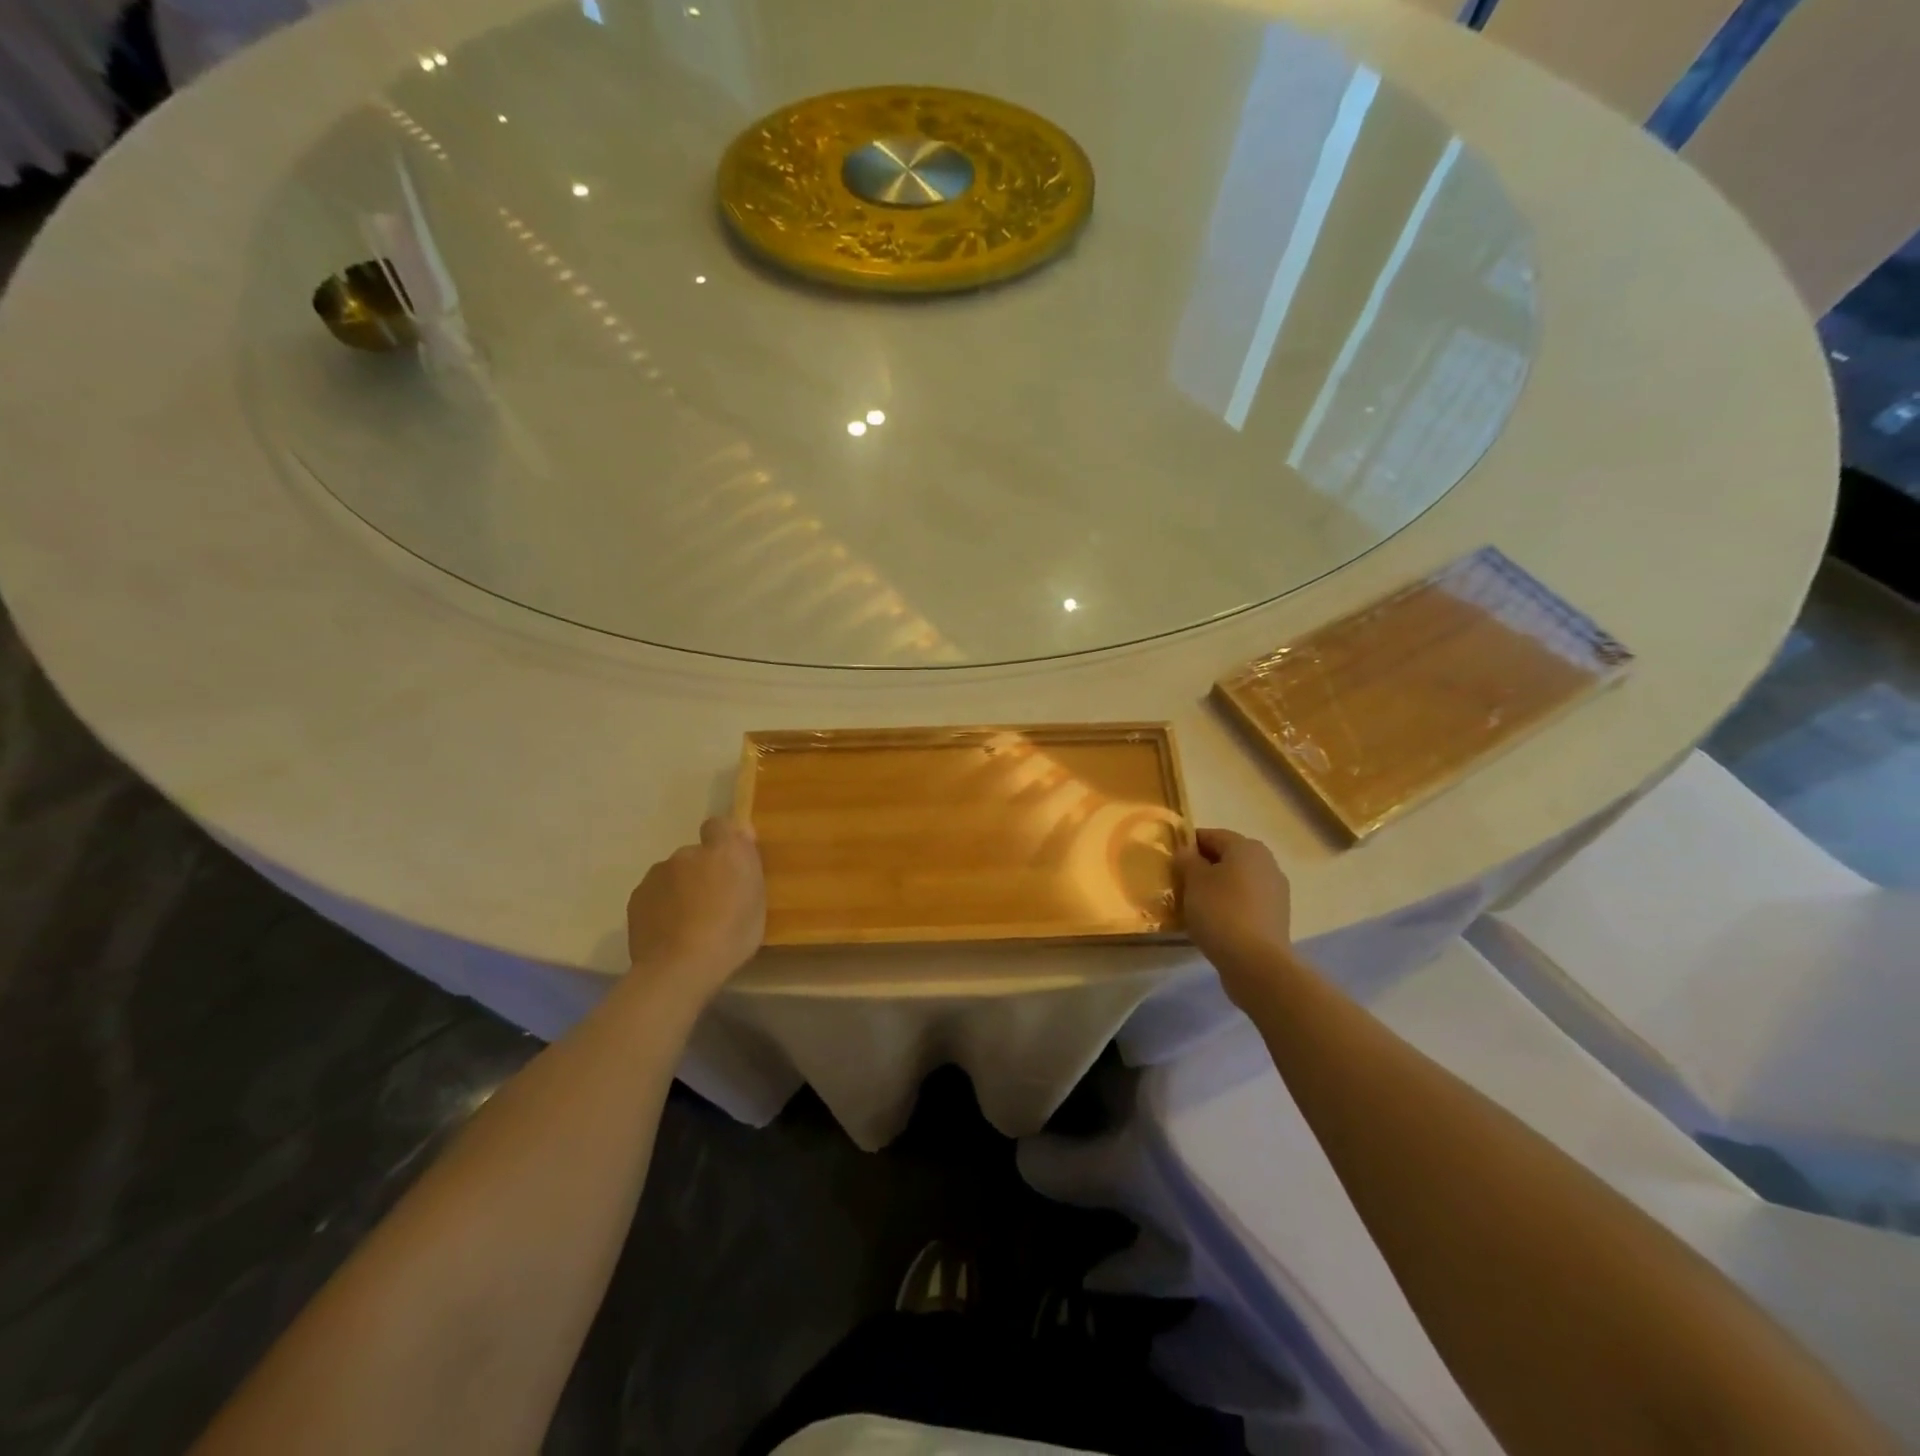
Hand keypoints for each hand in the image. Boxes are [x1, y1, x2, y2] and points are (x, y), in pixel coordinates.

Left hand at [625, 818, 765, 993]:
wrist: (680, 968)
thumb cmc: (731, 934)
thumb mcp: (757, 900)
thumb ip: (748, 863)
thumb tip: (741, 832)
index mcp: (723, 851)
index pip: (719, 825)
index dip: (723, 840)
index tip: (730, 863)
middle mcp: (687, 854)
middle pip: (694, 855)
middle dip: (701, 871)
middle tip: (712, 903)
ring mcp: (657, 875)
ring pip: (672, 875)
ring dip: (680, 889)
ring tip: (688, 922)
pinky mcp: (636, 898)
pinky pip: (654, 895)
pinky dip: (661, 906)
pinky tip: (669, 932)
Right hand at [1176, 828, 1293, 998]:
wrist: (1256, 963)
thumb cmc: (1220, 912)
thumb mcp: (1194, 880)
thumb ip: (1187, 860)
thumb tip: (1186, 851)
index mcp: (1247, 847)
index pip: (1211, 835)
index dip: (1188, 845)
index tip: (1170, 860)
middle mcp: (1266, 863)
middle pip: (1227, 858)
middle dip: (1203, 867)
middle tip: (1179, 883)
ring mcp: (1275, 892)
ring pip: (1237, 881)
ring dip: (1216, 888)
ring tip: (1193, 905)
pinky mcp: (1276, 917)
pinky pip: (1245, 902)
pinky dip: (1229, 906)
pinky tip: (1213, 922)